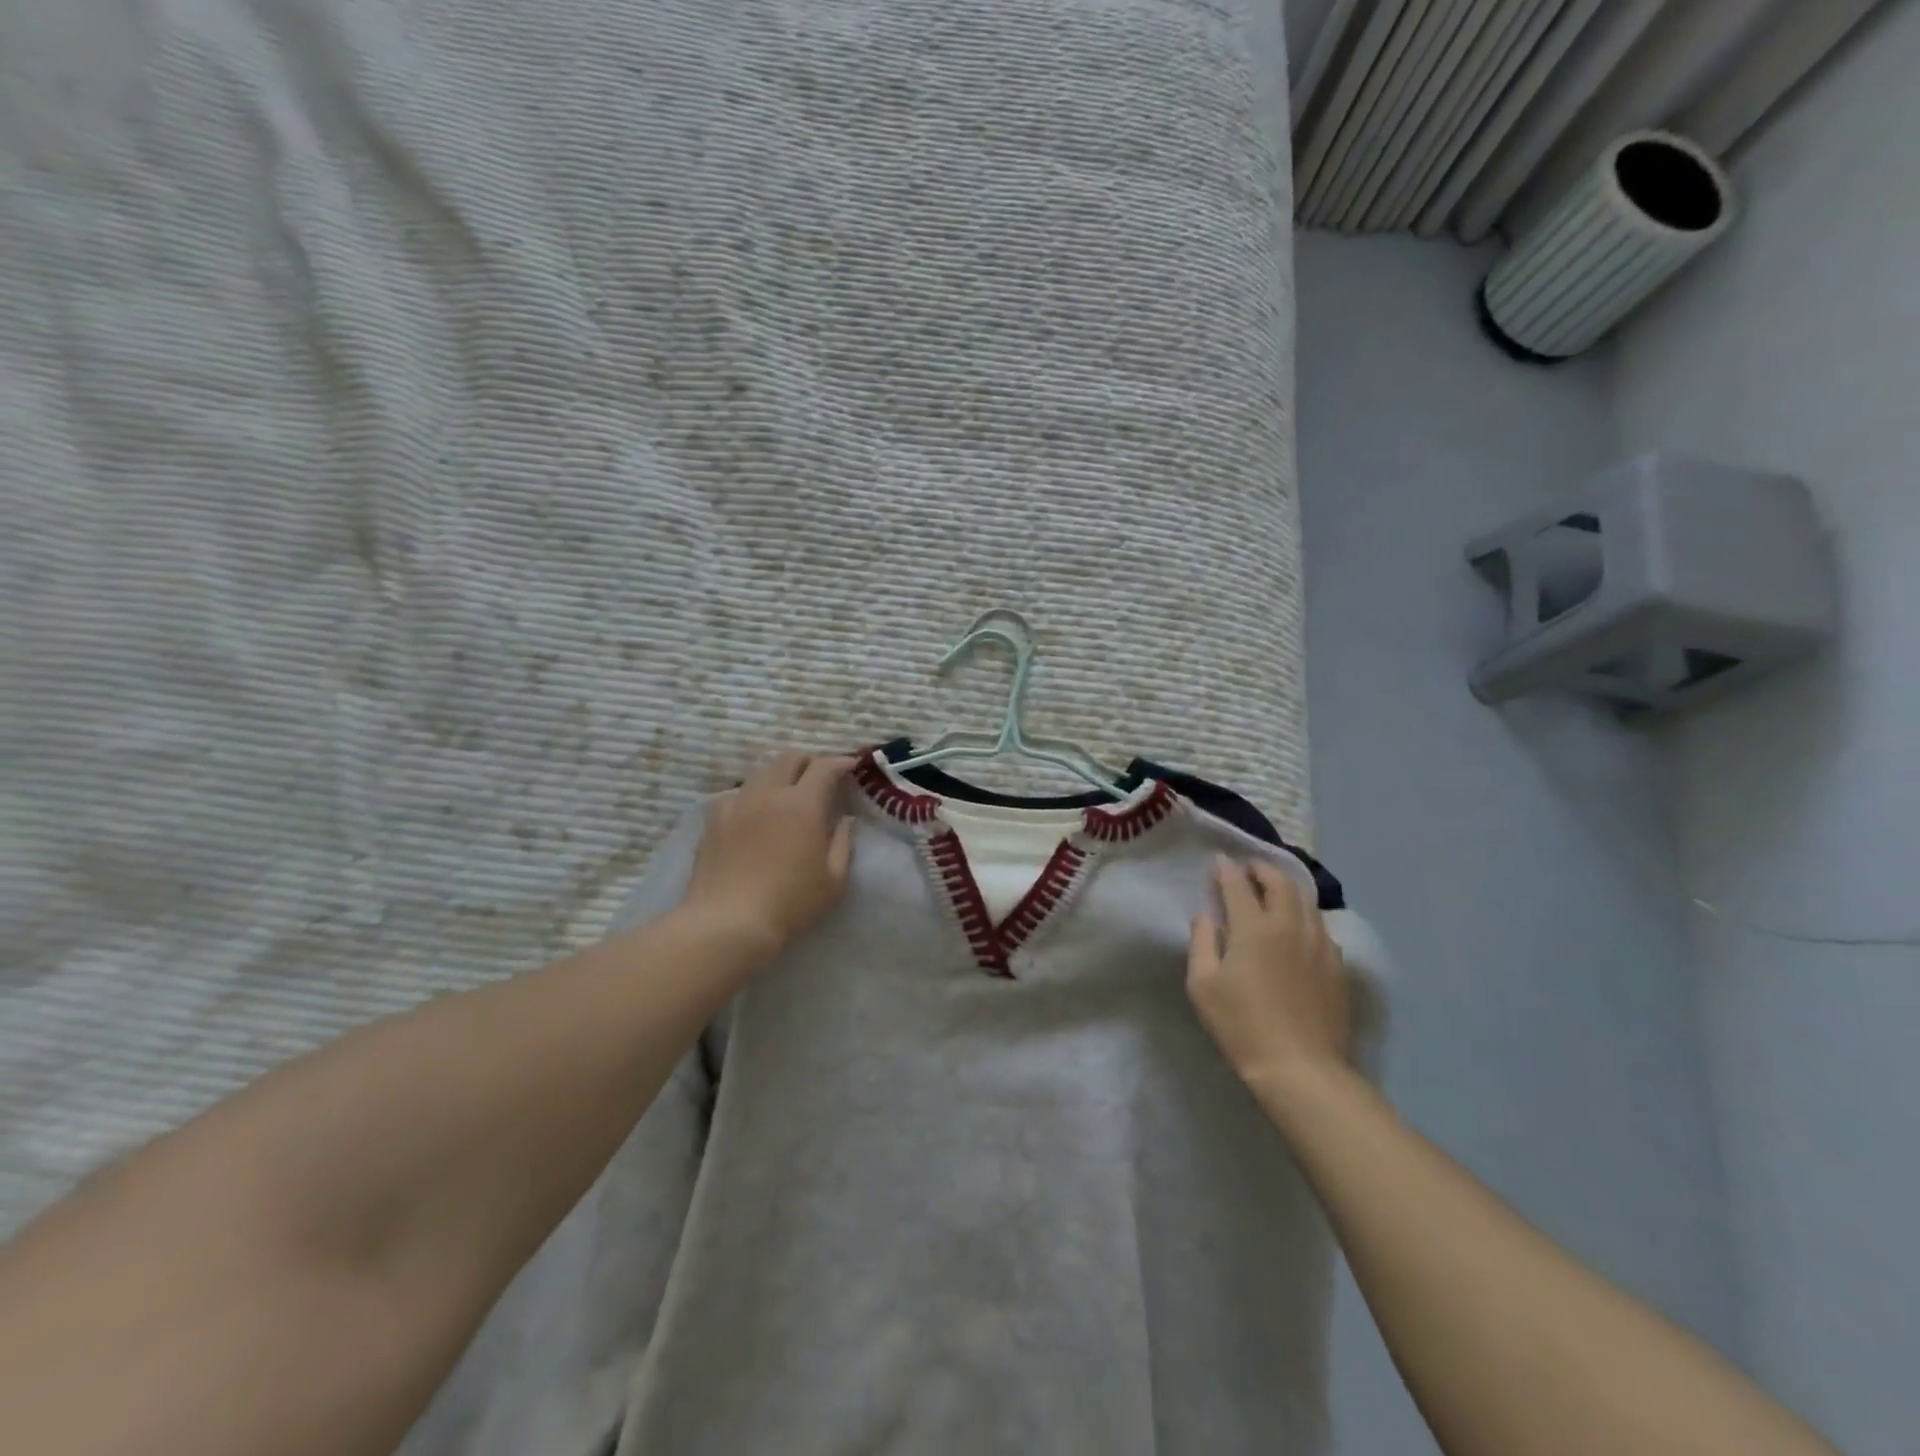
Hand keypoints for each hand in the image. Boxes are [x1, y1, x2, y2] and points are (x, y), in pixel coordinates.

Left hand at [681, 752, 854, 961]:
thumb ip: (842, 843)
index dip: (841, 762)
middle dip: (809, 762)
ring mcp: (737, 803)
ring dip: (780, 776)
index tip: (851, 766)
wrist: (728, 922)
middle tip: (820, 778)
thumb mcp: (833, 880)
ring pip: (761, 772)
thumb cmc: (790, 903)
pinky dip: (752, 796)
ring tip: (786, 795)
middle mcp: (769, 793)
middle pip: (790, 758)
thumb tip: (845, 820)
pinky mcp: (713, 819)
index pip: (825, 767)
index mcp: (803, 804)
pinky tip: (754, 815)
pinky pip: (737, 794)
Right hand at [1187, 856, 1350, 1092]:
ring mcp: (1319, 945)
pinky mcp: (1337, 966)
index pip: (1238, 885)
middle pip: (1280, 883)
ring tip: (1274, 891)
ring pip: (1306, 901)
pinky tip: (1298, 929)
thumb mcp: (1202, 985)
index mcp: (1254, 928)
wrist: (1300, 1067)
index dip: (1226, 870)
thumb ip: (1202, 942)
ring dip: (1287, 889)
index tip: (1219, 862)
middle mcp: (1290, 926)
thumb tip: (1206, 916)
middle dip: (1262, 870)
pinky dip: (1305, 915)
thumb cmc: (1241, 1024)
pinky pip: (1320, 926)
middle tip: (1249, 870)